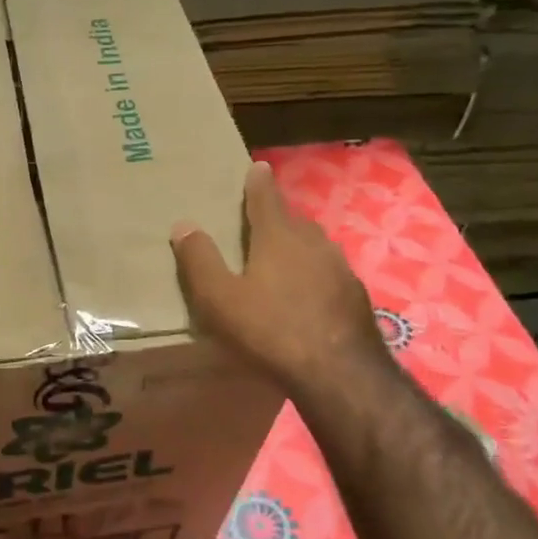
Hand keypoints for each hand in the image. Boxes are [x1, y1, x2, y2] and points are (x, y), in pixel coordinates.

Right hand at [170, 160, 388, 393]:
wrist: (338, 372)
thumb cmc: (270, 330)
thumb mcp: (219, 299)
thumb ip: (199, 260)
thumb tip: (183, 225)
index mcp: (278, 237)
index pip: (265, 198)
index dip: (258, 182)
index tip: (258, 166)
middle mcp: (313, 243)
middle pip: (292, 221)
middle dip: (277, 217)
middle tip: (261, 222)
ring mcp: (339, 268)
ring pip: (314, 247)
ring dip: (298, 246)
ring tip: (282, 259)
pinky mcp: (354, 295)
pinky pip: (328, 273)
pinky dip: (314, 274)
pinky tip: (307, 295)